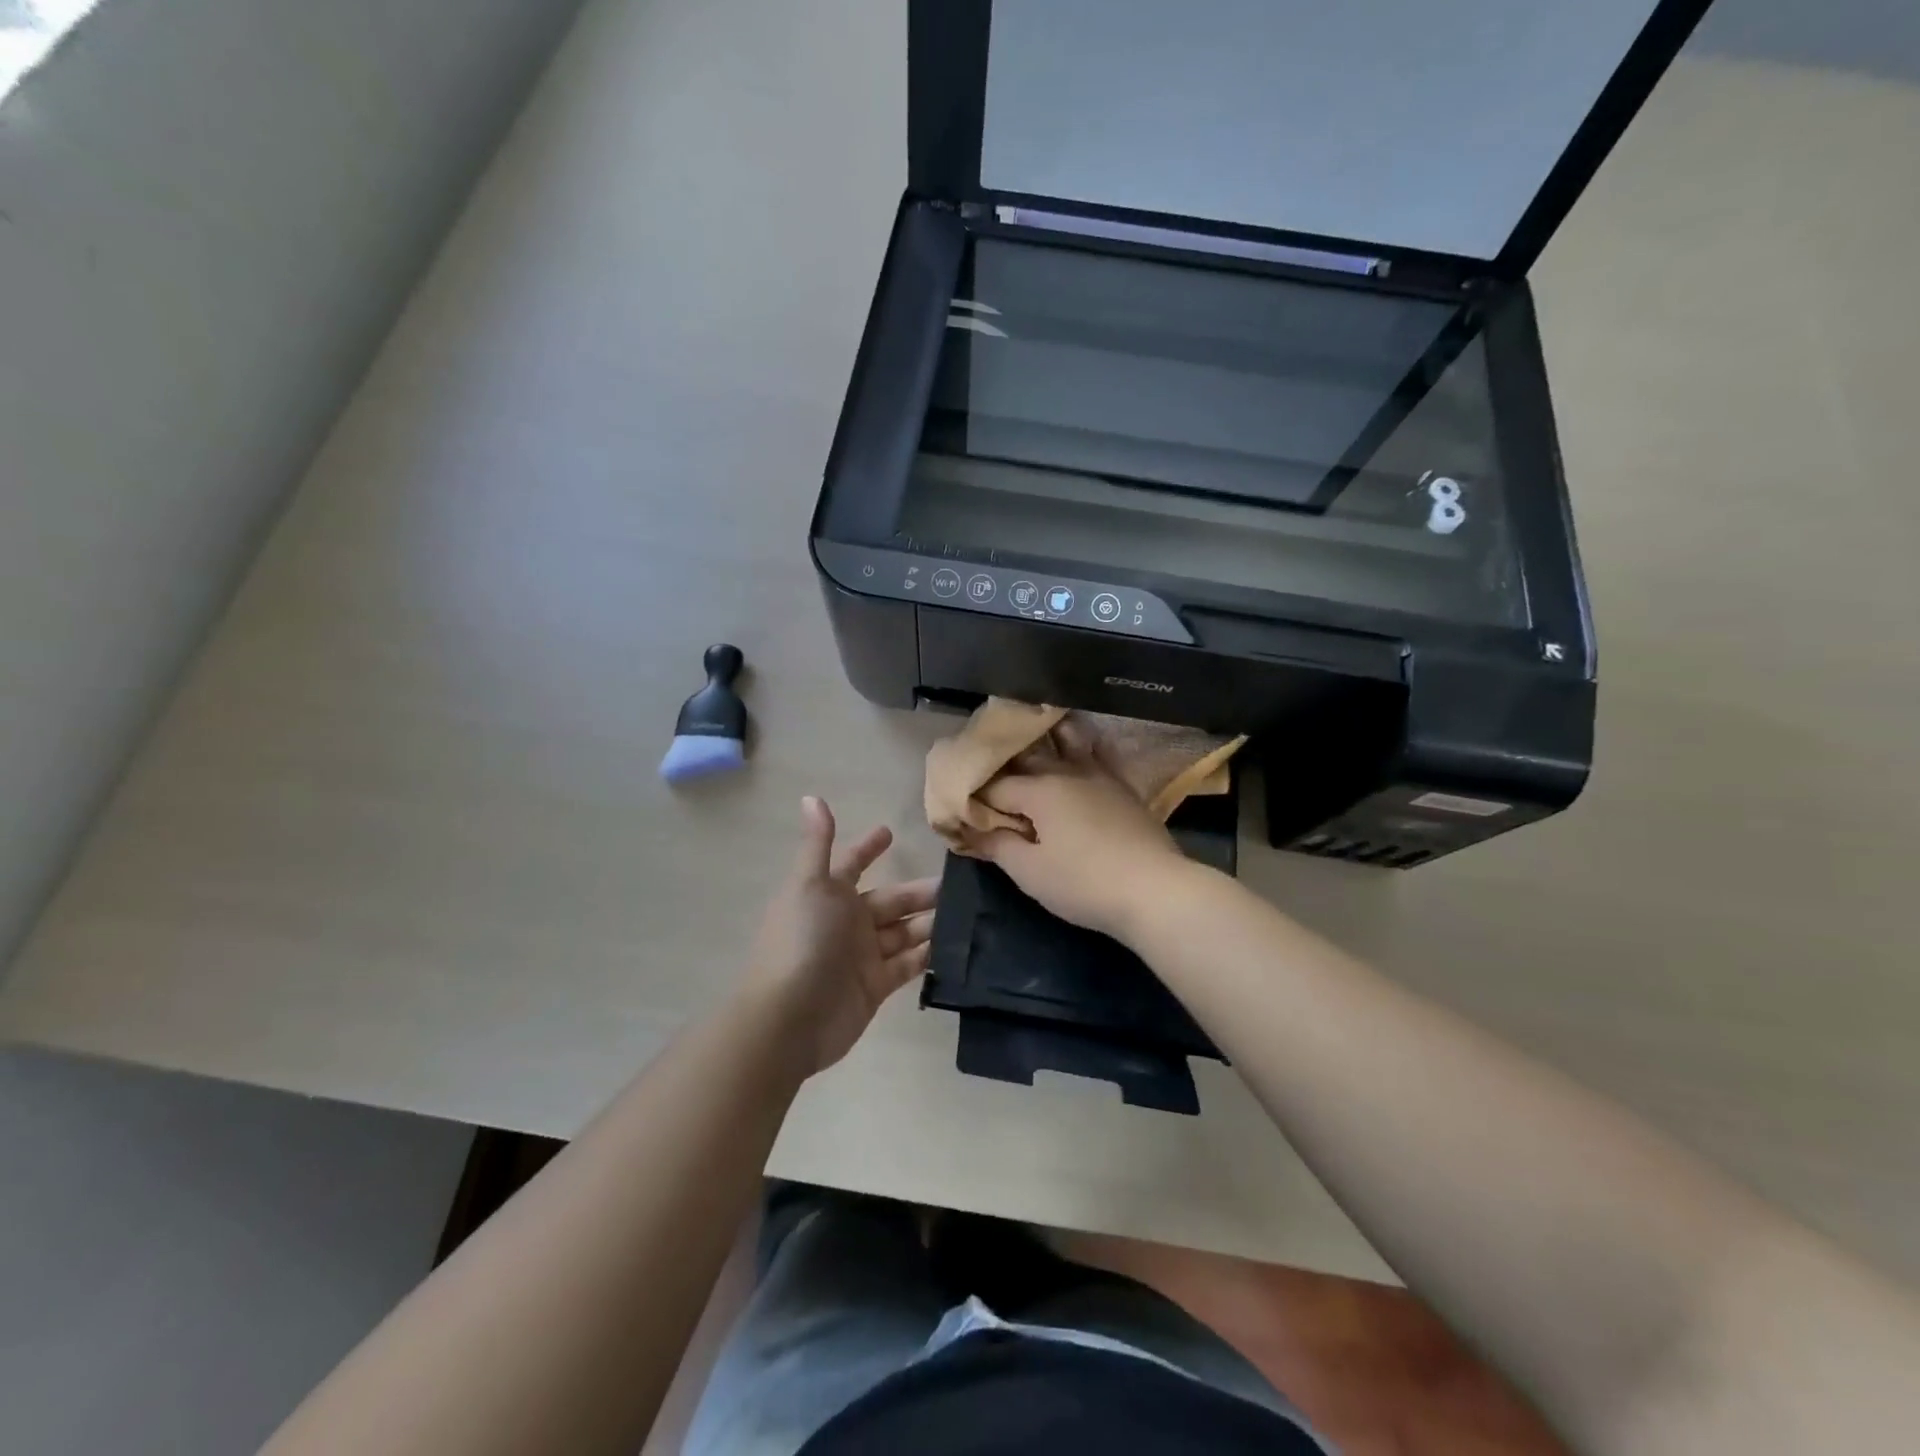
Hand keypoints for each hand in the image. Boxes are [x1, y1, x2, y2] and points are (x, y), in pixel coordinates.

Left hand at [746, 797, 937, 1077]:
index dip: (869, 849)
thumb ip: (819, 844)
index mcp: (829, 895)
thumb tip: (811, 796)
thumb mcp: (810, 884)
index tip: (891, 832)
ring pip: (903, 932)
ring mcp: (861, 957)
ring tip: (968, 913)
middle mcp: (846, 922)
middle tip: (959, 884)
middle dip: (919, 892)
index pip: (853, 865)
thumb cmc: (801, 941)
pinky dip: (928, 956)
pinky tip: (956, 948)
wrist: (790, 1018)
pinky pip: (907, 965)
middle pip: (890, 901)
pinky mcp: (875, 987)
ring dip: (930, 922)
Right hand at [976, 755, 1190, 940]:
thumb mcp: (1030, 873)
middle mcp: (1068, 772)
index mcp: (1039, 789)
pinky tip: (1082, 747)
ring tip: (1032, 740)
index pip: (995, 785)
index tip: (962, 806)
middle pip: (1028, 757)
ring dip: (1047, 739)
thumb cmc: (1084, 883)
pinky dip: (1084, 748)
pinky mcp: (1124, 788)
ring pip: (1068, 743)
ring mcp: (1101, 776)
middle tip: (988, 772)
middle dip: (1004, 763)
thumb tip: (973, 830)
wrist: (1155, 890)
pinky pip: (1099, 756)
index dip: (975, 796)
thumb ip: (998, 846)